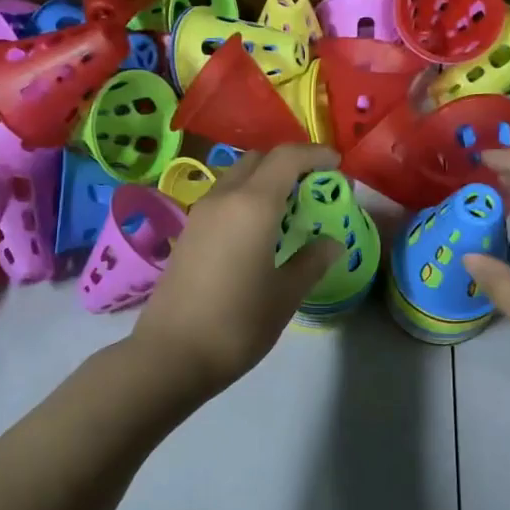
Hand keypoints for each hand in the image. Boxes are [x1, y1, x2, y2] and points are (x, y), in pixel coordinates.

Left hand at [133, 144, 343, 396]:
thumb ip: (312, 261)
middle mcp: (223, 198)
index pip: (286, 158)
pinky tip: (259, 232)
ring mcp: (200, 215)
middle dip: (288, 165)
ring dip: (264, 182)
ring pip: (236, 178)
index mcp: (252, 205)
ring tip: (289, 211)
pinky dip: (246, 200)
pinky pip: (223, 200)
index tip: (337, 167)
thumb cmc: (238, 323)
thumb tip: (332, 243)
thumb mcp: (285, 294)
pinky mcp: (187, 233)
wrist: (172, 354)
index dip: (314, 155)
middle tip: (313, 189)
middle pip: (258, 160)